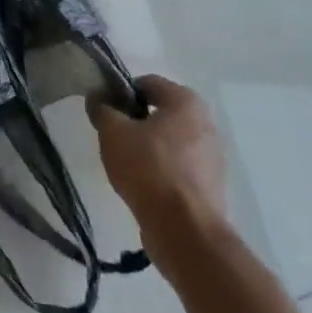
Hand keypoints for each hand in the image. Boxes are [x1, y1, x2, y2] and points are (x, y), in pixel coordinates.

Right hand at [87, 75, 229, 258]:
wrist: (184, 229)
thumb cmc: (148, 169)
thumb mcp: (113, 133)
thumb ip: (102, 110)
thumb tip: (98, 98)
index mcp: (186, 102)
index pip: (147, 83)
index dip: (122, 93)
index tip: (105, 111)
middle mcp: (206, 123)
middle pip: (161, 112)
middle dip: (135, 122)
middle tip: (113, 138)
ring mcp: (212, 156)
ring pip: (170, 141)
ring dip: (148, 147)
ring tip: (126, 166)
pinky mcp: (211, 185)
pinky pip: (179, 167)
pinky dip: (162, 170)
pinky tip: (144, 186)